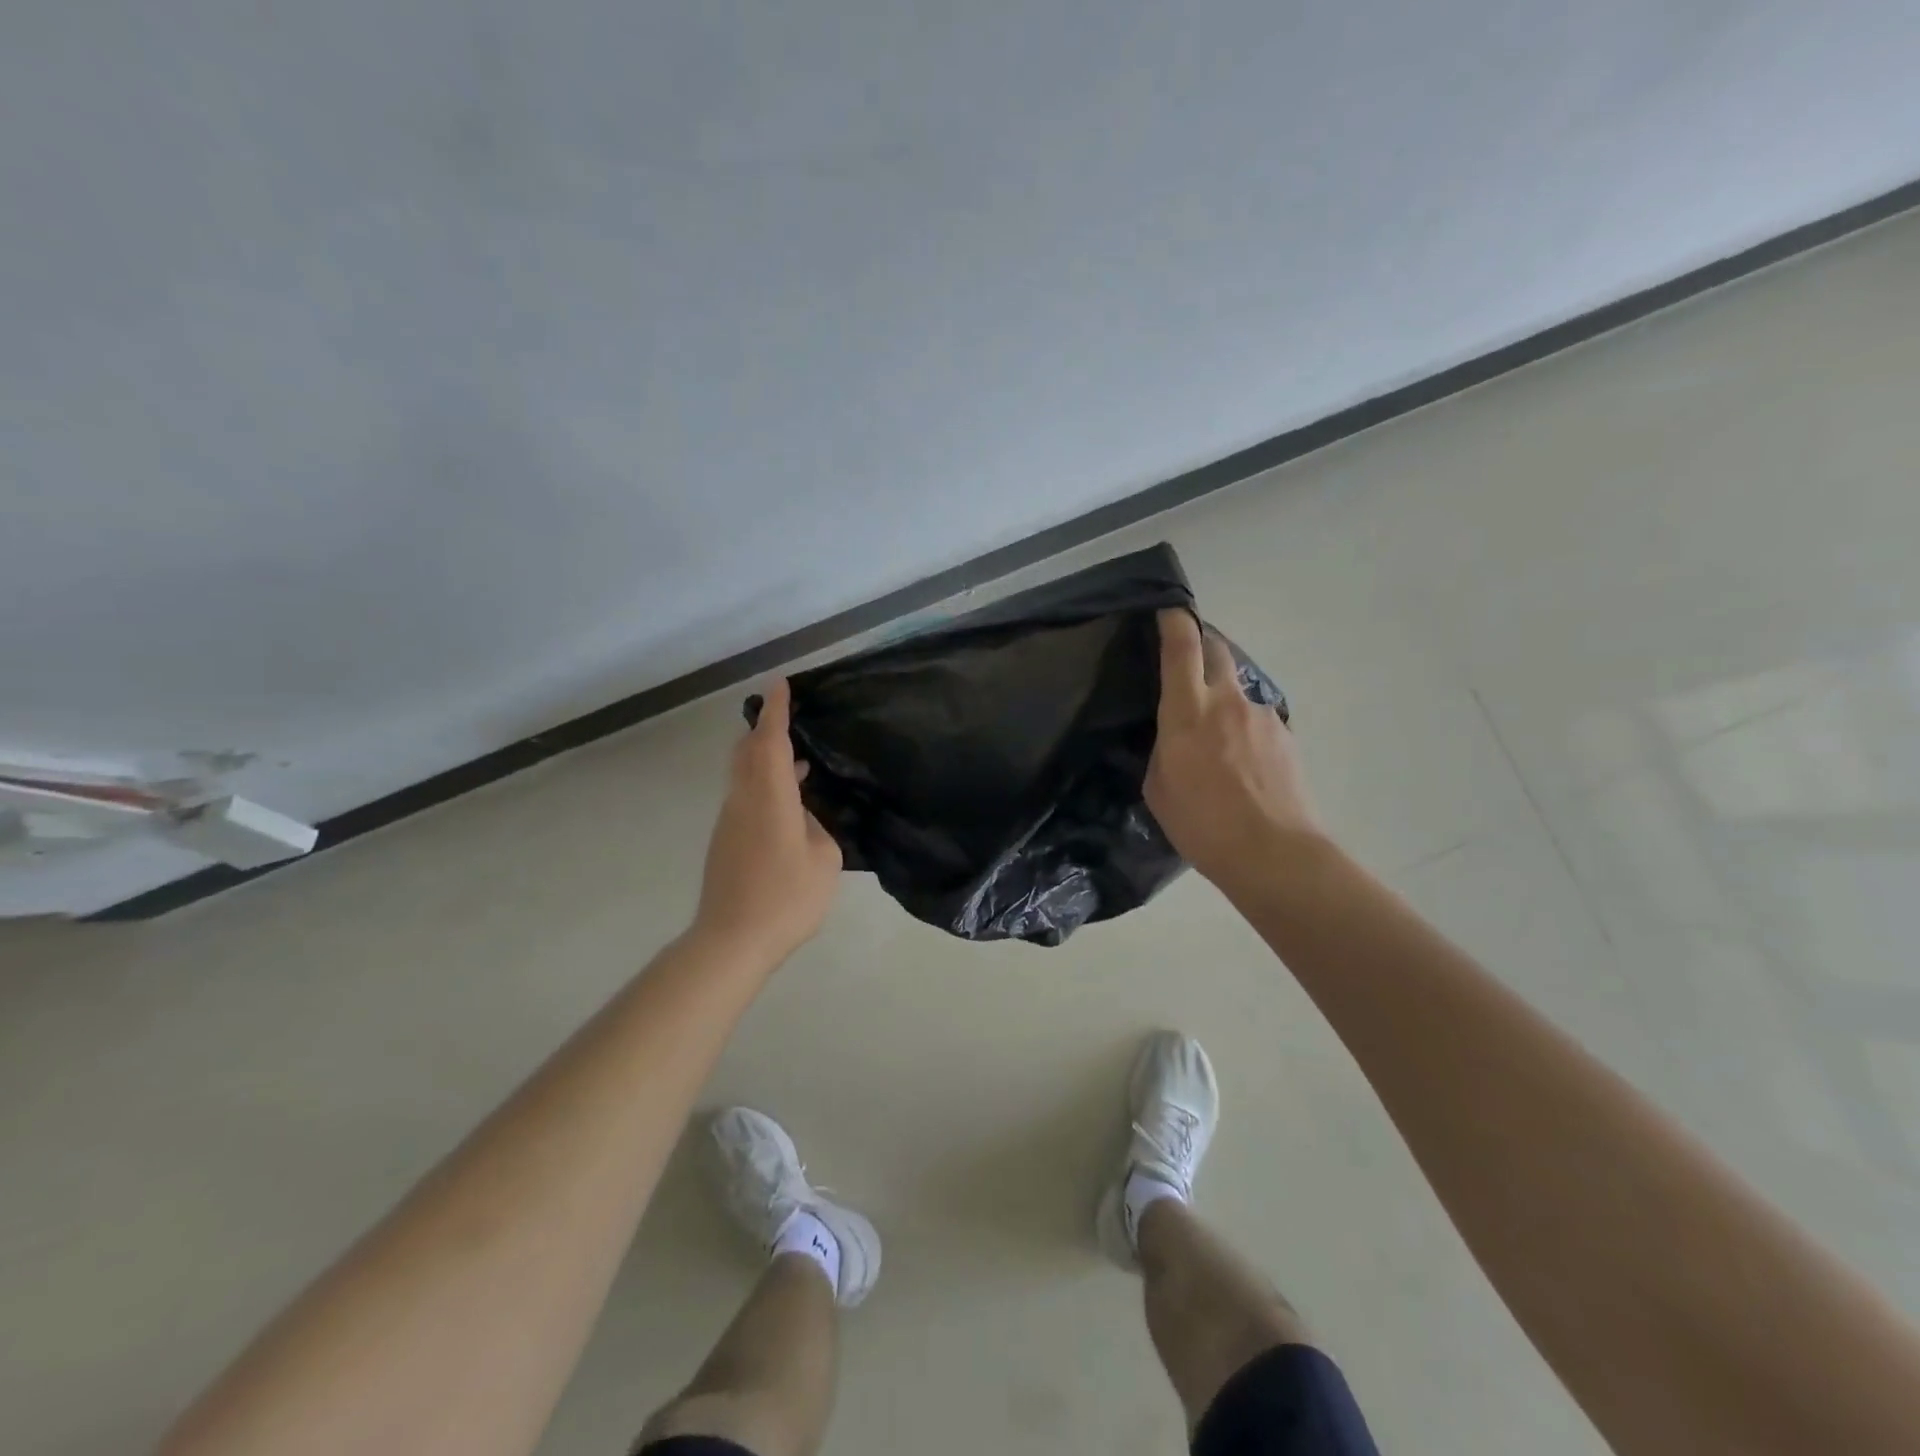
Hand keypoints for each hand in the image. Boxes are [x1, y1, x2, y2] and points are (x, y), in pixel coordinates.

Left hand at [693, 680, 841, 964]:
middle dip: (765, 729)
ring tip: (802, 765)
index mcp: (770, 798)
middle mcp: (743, 800)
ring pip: (744, 774)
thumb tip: (803, 816)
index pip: (770, 741)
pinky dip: (764, 785)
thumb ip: (816, 827)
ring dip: (767, 760)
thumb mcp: (823, 860)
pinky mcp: (725, 841)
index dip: (776, 711)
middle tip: (790, 720)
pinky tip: (789, 806)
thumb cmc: (787, 898)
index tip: (781, 683)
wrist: (732, 940)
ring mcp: (729, 820)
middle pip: (747, 751)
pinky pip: (745, 797)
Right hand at [1144, 609, 1323, 892]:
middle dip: (1202, 644)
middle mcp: (1227, 701)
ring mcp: (1261, 716)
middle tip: (1188, 659)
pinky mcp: (1285, 736)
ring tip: (1216, 736)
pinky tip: (1242, 762)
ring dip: (1224, 697)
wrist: (1274, 854)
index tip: (1168, 609)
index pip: (1181, 647)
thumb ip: (1163, 750)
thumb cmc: (1202, 824)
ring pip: (1239, 687)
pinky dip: (1244, 728)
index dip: (1174, 621)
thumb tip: (1173, 737)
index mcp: (1188, 711)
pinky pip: (1257, 718)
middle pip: (1217, 650)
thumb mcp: (1159, 788)